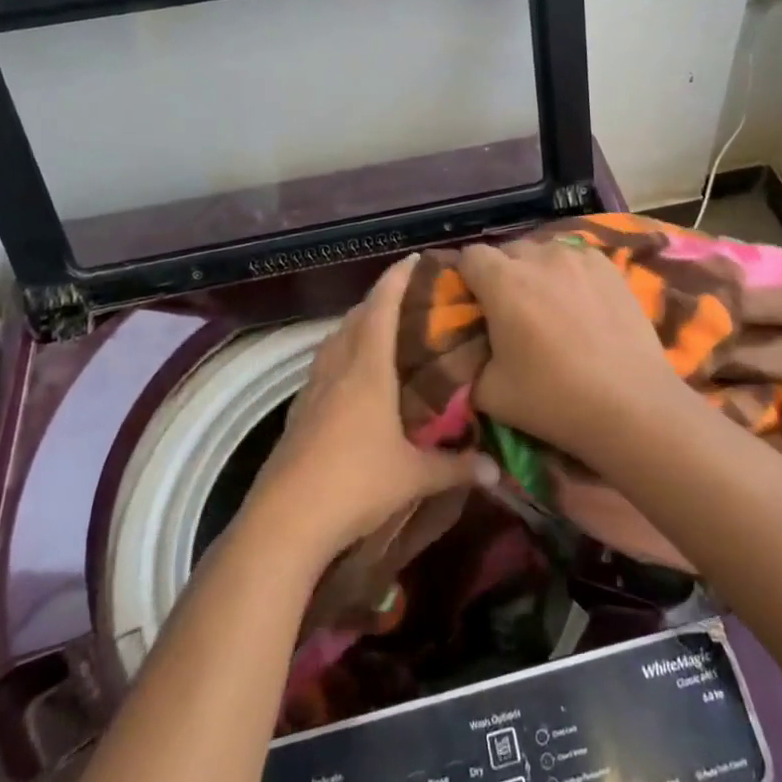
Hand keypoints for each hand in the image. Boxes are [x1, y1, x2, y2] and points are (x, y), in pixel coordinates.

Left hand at [250, 256, 493, 561]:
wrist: (285, 521)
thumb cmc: (355, 484)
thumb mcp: (413, 477)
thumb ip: (456, 468)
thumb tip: (497, 471)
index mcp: (367, 370)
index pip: (381, 308)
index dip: (396, 279)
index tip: (413, 259)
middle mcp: (337, 370)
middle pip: (354, 319)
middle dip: (378, 301)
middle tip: (406, 299)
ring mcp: (311, 392)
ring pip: (333, 343)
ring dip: (355, 327)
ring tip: (379, 332)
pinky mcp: (297, 415)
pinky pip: (322, 369)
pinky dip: (339, 358)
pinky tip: (349, 380)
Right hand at [457, 238, 678, 458]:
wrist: (631, 404)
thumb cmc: (553, 399)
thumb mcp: (490, 393)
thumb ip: (468, 363)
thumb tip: (468, 351)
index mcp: (503, 281)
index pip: (470, 256)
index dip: (467, 278)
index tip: (475, 304)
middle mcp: (540, 256)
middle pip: (508, 251)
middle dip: (503, 274)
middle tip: (512, 311)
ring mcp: (579, 257)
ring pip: (545, 251)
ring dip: (538, 271)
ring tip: (550, 305)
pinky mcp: (610, 267)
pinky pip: (577, 259)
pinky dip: (571, 274)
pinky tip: (582, 305)